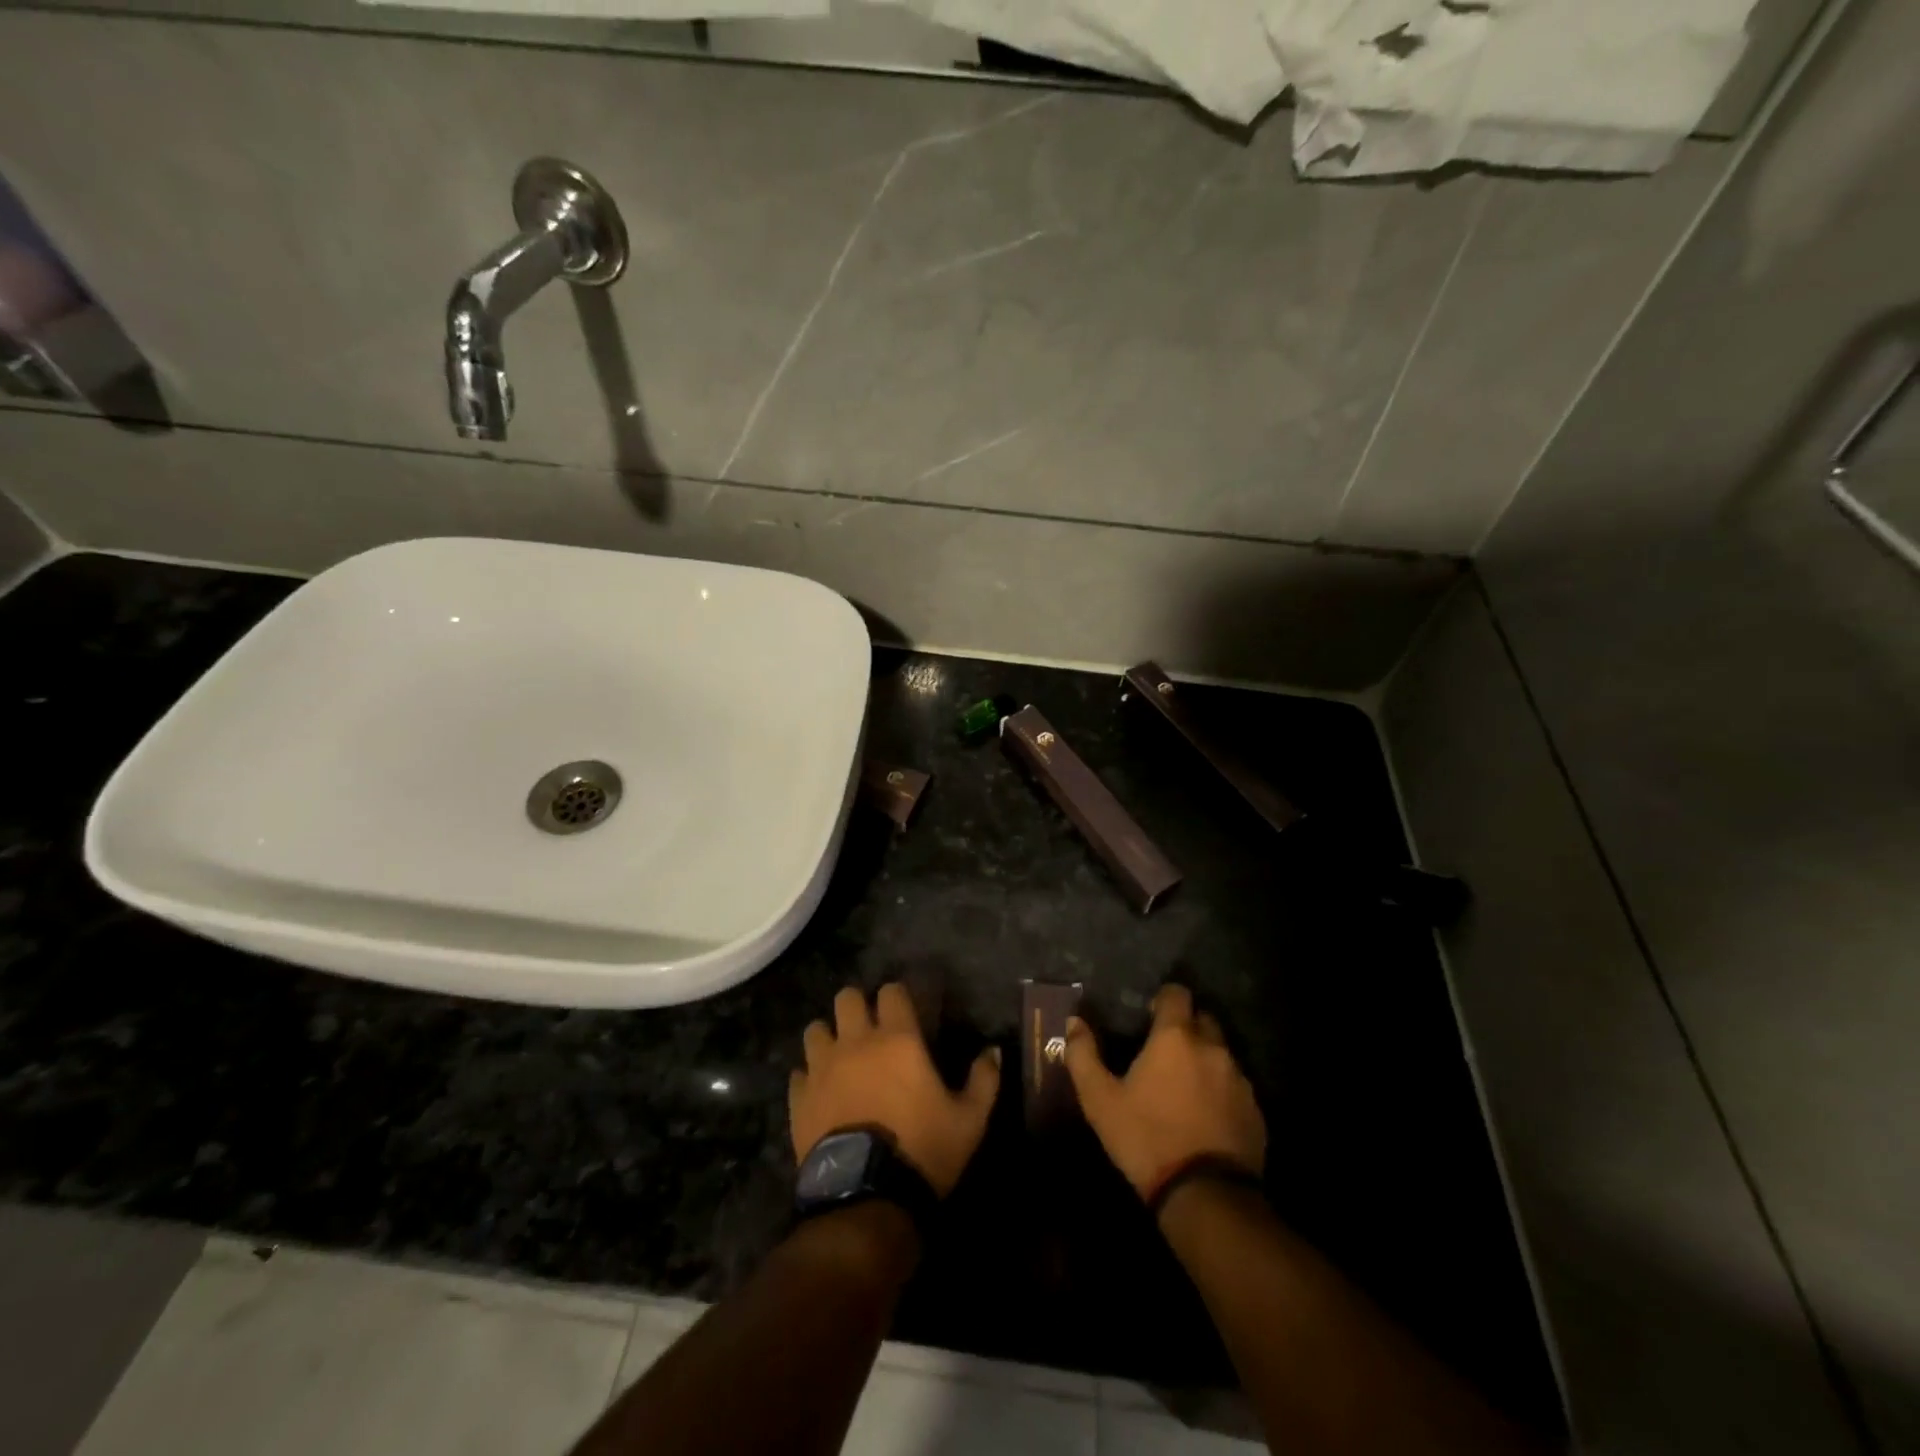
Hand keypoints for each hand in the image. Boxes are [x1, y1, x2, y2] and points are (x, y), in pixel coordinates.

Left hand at [790, 983, 1000, 1197]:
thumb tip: (993, 1050)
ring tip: (839, 1057)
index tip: (904, 1012)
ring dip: (828, 1037)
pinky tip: (820, 1092)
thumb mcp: (969, 1120)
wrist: (866, 1198)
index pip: (890, 992)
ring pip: (815, 1030)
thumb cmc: (923, 1150)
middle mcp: (856, 1042)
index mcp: (898, 1039)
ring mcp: (822, 1068)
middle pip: (846, 998)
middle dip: (857, 1007)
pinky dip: (808, 1077)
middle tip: (869, 1029)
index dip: (897, 997)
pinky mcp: (799, 1098)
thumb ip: (984, 1080)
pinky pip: (798, 1072)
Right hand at [1063, 984, 1265, 1202]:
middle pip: (1203, 1019)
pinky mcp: (1255, 1111)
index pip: (1177, 994)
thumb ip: (1083, 1055)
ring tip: (1184, 1088)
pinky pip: (1236, 1087)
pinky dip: (1220, 1092)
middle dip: (1186, 1027)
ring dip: (1204, 1061)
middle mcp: (1213, 1048)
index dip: (1163, 1000)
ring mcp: (1239, 1080)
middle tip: (1164, 1052)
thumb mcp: (1100, 1099)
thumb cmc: (1146, 1138)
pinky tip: (1205, 1117)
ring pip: (1221, 1054)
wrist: (1205, 1196)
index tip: (1150, 1017)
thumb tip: (1074, 1022)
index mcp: (1175, 1037)